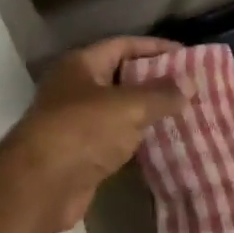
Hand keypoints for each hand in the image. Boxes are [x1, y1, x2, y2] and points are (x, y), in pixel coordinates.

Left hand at [0, 36, 189, 232]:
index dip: (155, 48)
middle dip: (155, 81)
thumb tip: (190, 82)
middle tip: (192, 86)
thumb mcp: (128, 106)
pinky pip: (118, 139)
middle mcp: (76, 88)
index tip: (187, 56)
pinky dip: (139, 139)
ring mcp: (78, 122)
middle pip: (122, 77)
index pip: (123, 45)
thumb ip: (161, 93)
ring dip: (150, 112)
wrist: (41, 186)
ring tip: (187, 113)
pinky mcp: (83, 154)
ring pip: (121, 111)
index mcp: (81, 65)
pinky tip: (166, 142)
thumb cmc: (82, 131)